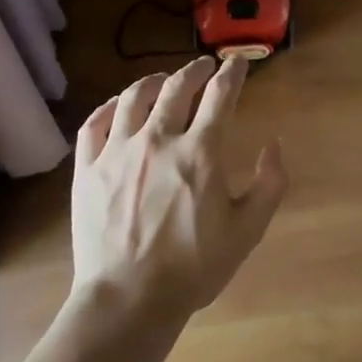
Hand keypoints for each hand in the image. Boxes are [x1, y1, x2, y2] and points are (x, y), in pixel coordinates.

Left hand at [71, 57, 286, 321]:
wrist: (129, 299)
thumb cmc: (194, 267)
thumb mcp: (248, 231)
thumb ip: (270, 184)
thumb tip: (275, 145)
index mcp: (200, 152)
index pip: (220, 96)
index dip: (232, 73)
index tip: (237, 63)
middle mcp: (158, 139)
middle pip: (177, 87)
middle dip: (195, 70)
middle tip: (204, 66)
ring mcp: (117, 151)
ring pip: (134, 98)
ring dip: (154, 81)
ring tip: (163, 79)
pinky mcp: (87, 168)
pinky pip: (94, 124)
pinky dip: (109, 107)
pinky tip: (118, 105)